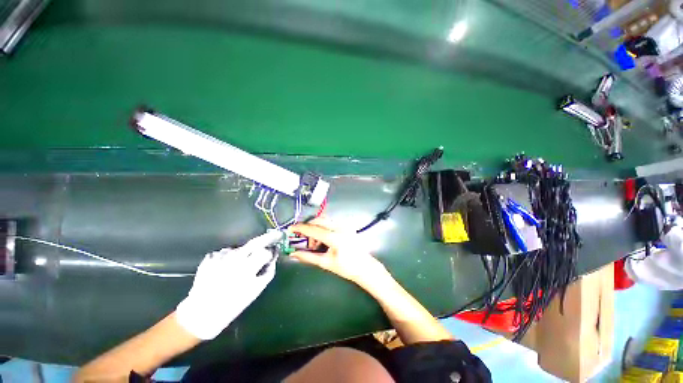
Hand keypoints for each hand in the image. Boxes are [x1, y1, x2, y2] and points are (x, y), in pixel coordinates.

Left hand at [176, 230, 280, 339]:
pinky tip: (227, 266)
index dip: (271, 253)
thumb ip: (267, 273)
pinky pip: (225, 252)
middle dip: (267, 238)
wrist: (200, 315)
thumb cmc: (231, 306)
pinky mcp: (210, 258)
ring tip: (242, 262)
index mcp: (247, 268)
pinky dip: (230, 256)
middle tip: (276, 236)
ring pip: (240, 248)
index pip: (265, 252)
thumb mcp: (254, 291)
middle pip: (255, 242)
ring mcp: (221, 257)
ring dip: (245, 252)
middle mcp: (235, 258)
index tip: (274, 252)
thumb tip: (273, 259)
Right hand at [289, 218, 388, 286]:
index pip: (313, 229)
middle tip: (303, 238)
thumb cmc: (346, 267)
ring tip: (315, 243)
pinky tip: (323, 240)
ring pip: (325, 220)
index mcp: (334, 237)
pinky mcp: (346, 226)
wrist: (364, 267)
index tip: (290, 229)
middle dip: (308, 227)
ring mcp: (344, 226)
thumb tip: (293, 254)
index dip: (300, 228)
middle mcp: (340, 227)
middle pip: (319, 220)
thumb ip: (308, 257)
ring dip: (316, 228)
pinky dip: (323, 228)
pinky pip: (331, 223)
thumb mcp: (325, 263)